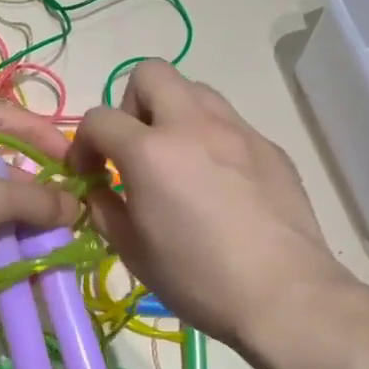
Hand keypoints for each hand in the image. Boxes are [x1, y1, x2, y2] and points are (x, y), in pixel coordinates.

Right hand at [71, 60, 361, 351]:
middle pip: (151, 73)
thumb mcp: (131, 250)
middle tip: (135, 150)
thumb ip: (103, 208)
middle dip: (131, 105)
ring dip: (173, 115)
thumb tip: (98, 189)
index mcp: (150, 151)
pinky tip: (219, 184)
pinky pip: (229, 123)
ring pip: (195, 90)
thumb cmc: (197, 278)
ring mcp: (238, 131)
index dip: (84, 144)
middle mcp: (193, 125)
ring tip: (177, 161)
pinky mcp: (269, 147)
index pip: (99, 118)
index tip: (90, 175)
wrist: (284, 295)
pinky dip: (211, 140)